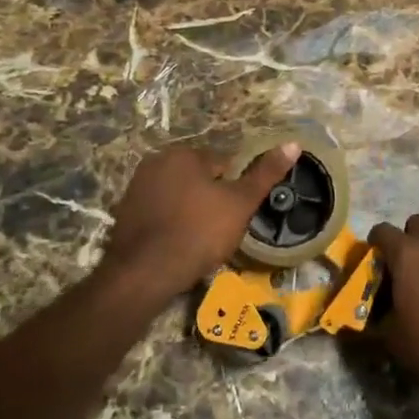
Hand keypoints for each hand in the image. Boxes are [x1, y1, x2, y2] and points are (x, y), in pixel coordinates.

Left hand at [101, 141, 300, 299]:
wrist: (143, 274)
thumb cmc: (198, 233)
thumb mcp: (240, 203)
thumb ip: (266, 174)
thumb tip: (294, 144)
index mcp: (183, 154)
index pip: (223, 165)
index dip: (234, 192)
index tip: (235, 217)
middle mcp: (156, 162)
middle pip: (199, 179)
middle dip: (210, 200)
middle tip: (218, 231)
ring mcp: (136, 187)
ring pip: (178, 196)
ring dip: (189, 212)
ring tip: (198, 242)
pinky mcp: (124, 213)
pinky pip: (159, 213)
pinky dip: (169, 224)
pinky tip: (176, 246)